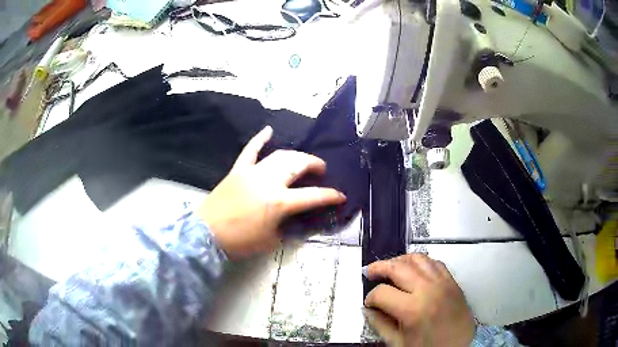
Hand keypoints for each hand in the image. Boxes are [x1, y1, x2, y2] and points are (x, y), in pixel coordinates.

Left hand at [197, 126, 346, 258]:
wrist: (207, 234)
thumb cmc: (240, 241)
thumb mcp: (271, 241)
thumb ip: (289, 228)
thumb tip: (300, 220)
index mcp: (279, 201)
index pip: (312, 195)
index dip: (330, 196)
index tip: (341, 196)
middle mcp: (268, 181)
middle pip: (298, 164)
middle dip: (314, 164)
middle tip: (321, 171)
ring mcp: (252, 172)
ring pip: (279, 155)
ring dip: (296, 155)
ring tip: (303, 160)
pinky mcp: (238, 170)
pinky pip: (250, 150)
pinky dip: (259, 139)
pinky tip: (268, 130)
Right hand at [364, 254, 474, 346]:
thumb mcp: (399, 343)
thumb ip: (380, 325)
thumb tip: (368, 309)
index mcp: (412, 310)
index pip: (382, 293)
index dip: (370, 297)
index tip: (369, 303)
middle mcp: (428, 290)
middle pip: (398, 268)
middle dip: (379, 267)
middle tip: (370, 272)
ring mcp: (442, 282)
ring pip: (418, 258)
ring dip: (401, 260)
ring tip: (391, 267)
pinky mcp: (452, 281)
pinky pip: (435, 262)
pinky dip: (422, 262)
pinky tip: (415, 269)